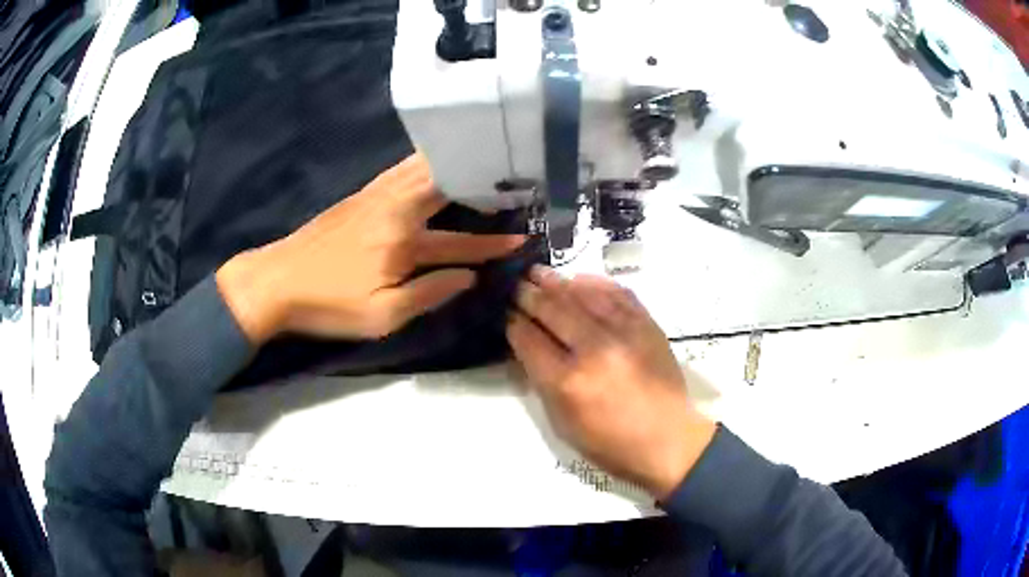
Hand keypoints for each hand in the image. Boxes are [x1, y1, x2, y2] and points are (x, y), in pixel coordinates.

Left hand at [217, 153, 524, 343]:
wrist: (276, 282)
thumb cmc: (328, 304)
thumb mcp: (381, 316)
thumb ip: (429, 294)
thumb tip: (468, 278)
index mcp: (402, 240)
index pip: (459, 243)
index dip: (492, 244)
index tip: (521, 238)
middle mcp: (394, 208)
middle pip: (444, 184)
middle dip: (479, 179)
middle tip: (508, 174)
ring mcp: (374, 197)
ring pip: (422, 169)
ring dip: (453, 163)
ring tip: (479, 157)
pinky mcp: (359, 196)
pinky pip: (400, 170)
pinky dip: (424, 163)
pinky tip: (431, 164)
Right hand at [507, 266, 716, 498]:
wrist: (668, 440)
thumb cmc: (611, 444)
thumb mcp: (563, 424)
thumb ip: (543, 382)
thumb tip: (529, 347)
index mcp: (568, 382)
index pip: (530, 341)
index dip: (514, 324)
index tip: (505, 312)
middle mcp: (594, 350)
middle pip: (553, 311)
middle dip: (529, 295)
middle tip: (516, 284)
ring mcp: (624, 334)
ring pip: (583, 296)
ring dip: (557, 282)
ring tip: (539, 272)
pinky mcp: (647, 326)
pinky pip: (618, 295)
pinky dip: (596, 284)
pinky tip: (580, 279)